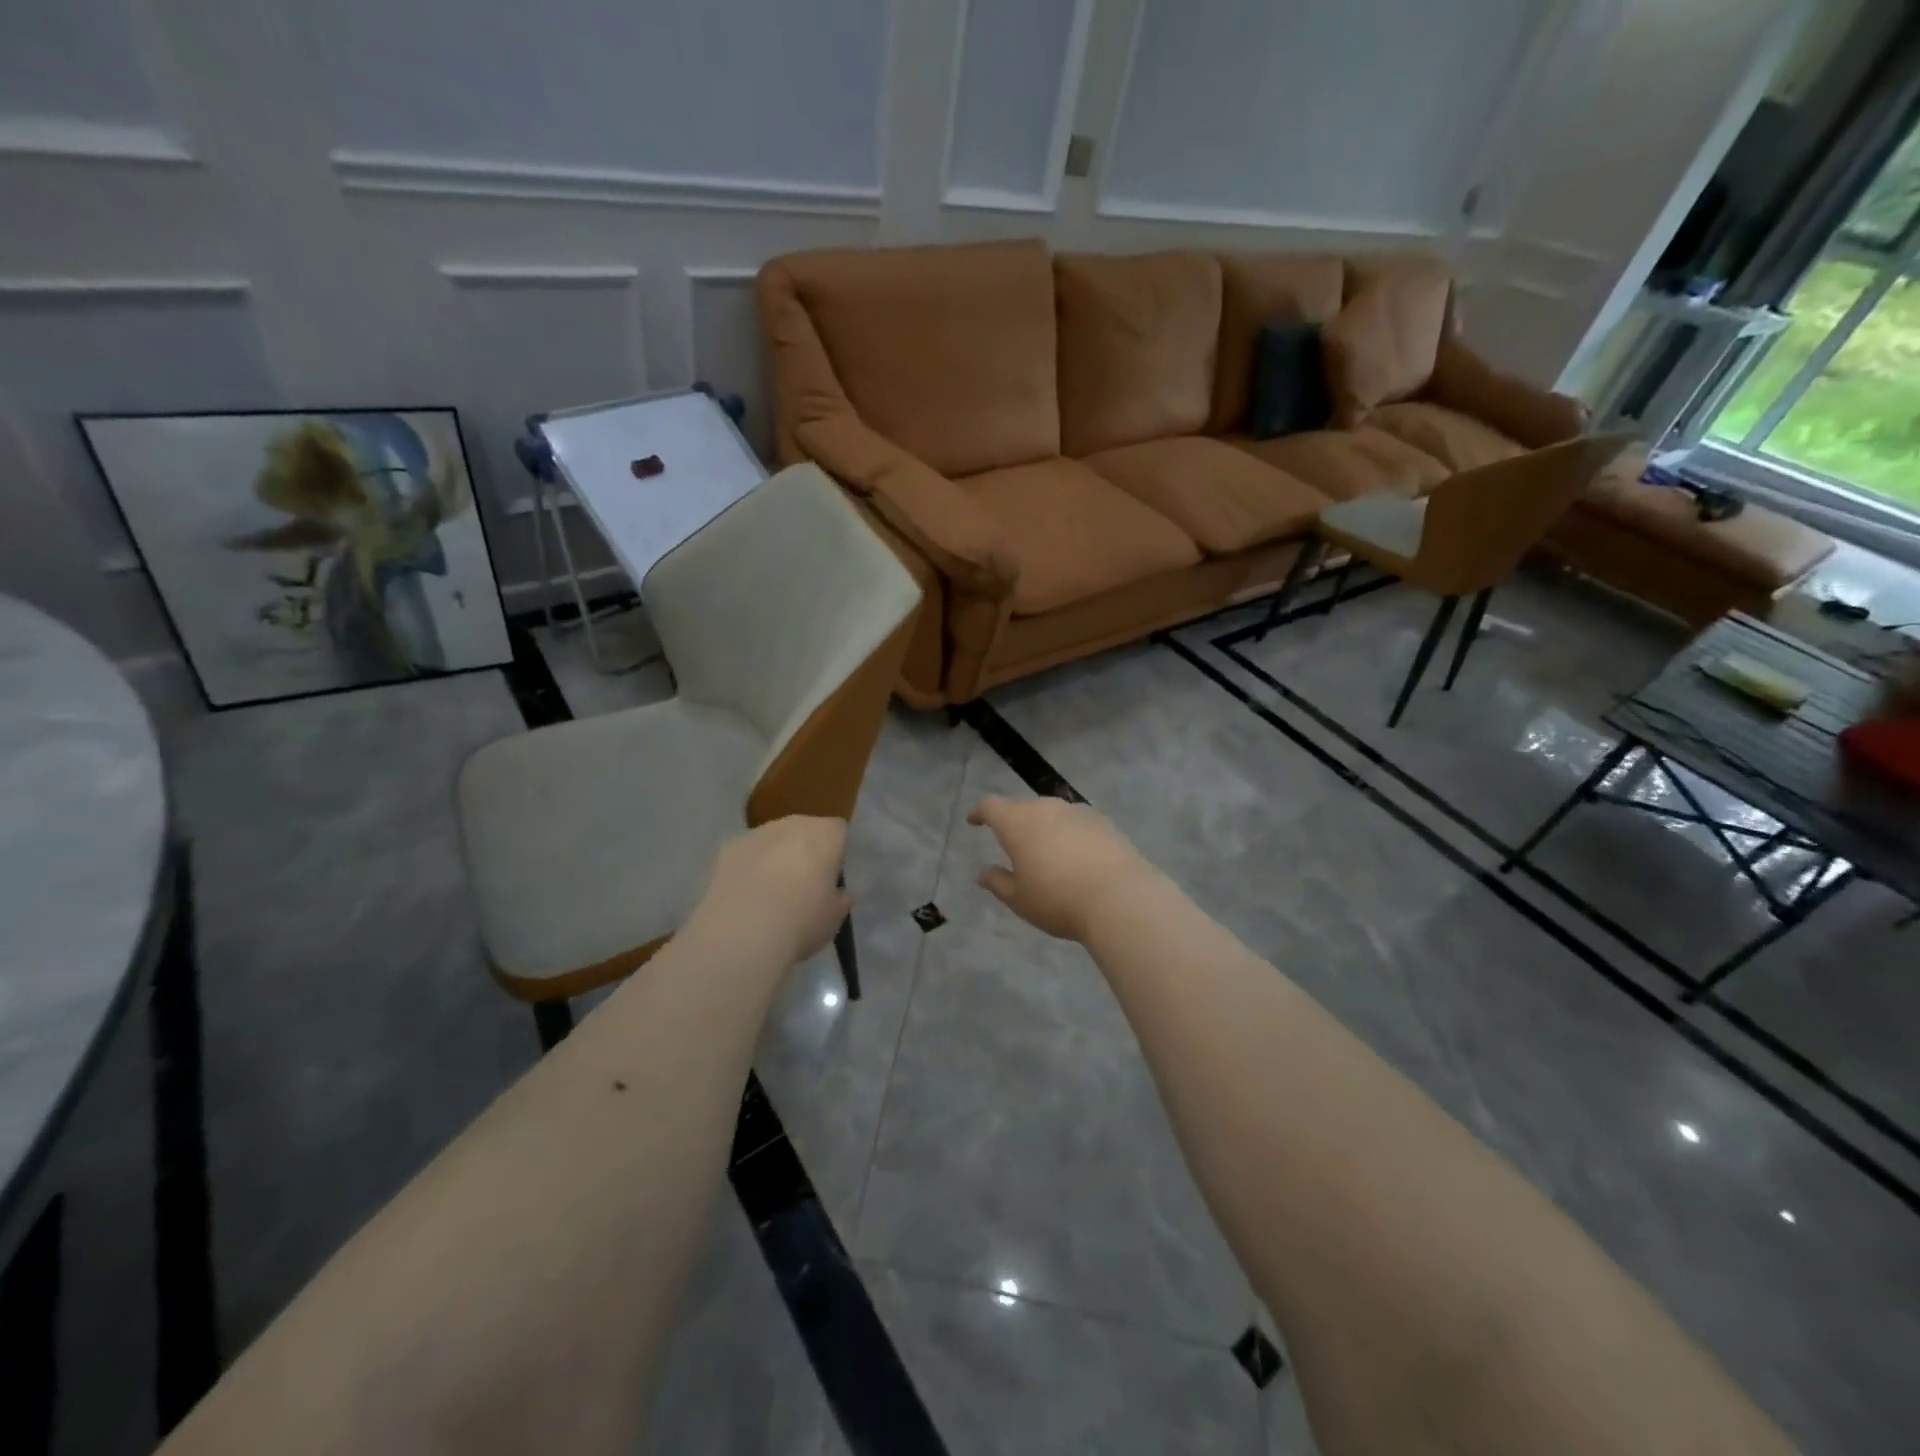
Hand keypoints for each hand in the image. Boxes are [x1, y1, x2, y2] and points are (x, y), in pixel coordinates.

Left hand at [697, 817, 849, 966]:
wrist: (743, 931)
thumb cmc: (802, 920)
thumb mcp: (834, 917)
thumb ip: (840, 899)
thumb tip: (842, 894)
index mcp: (826, 834)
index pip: (839, 831)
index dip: (837, 852)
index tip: (832, 877)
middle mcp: (793, 824)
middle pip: (804, 830)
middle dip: (805, 851)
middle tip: (803, 885)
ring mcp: (757, 832)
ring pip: (773, 840)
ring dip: (774, 857)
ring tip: (769, 894)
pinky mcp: (727, 848)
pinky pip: (746, 853)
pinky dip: (748, 867)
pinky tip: (744, 896)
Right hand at [968, 796, 1156, 942]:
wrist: (1120, 898)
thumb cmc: (1058, 900)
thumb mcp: (1020, 900)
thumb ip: (998, 882)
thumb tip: (983, 873)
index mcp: (1018, 823)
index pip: (992, 807)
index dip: (980, 812)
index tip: (974, 820)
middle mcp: (1046, 809)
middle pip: (1023, 808)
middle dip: (1014, 822)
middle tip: (1013, 844)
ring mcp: (1077, 812)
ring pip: (1052, 813)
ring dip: (1044, 827)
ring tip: (1046, 851)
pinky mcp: (1103, 822)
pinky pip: (1076, 823)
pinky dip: (1069, 834)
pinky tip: (1076, 855)